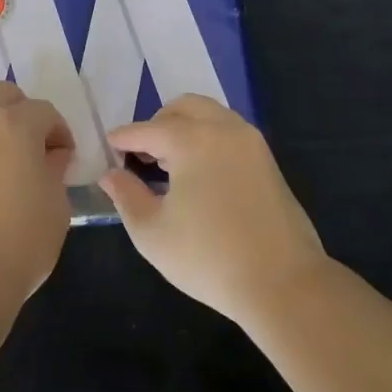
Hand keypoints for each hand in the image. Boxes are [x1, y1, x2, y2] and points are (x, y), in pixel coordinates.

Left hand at [0, 82, 73, 323]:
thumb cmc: (20, 242)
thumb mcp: (56, 206)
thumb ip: (54, 170)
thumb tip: (49, 157)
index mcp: (14, 125)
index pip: (44, 111)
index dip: (60, 132)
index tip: (65, 158)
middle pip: (2, 95)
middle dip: (22, 113)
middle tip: (33, 147)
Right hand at [99, 95, 327, 326]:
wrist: (283, 284)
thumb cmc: (208, 258)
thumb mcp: (152, 233)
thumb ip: (126, 196)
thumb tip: (111, 175)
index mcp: (192, 140)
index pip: (147, 130)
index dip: (124, 138)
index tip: (108, 146)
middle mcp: (223, 129)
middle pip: (183, 107)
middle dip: (157, 124)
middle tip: (141, 154)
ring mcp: (251, 143)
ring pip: (210, 115)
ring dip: (185, 128)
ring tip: (169, 165)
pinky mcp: (268, 161)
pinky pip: (229, 133)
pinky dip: (208, 139)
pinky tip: (198, 175)